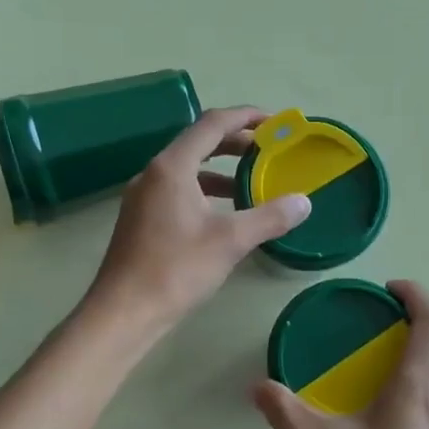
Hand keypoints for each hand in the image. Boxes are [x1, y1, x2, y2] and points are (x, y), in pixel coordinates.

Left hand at [85, 107, 311, 336]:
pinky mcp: (141, 218)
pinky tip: (223, 214)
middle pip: (198, 142)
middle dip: (235, 142)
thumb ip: (269, 217)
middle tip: (269, 150)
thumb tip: (304, 202)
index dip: (246, 116)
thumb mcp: (230, 241)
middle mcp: (154, 173)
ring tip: (251, 181)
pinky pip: (178, 190)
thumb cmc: (176, 270)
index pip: (212, 124)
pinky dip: (204, 191)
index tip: (275, 121)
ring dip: (220, 169)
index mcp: (172, 167)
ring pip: (187, 169)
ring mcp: (143, 196)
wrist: (124, 311)